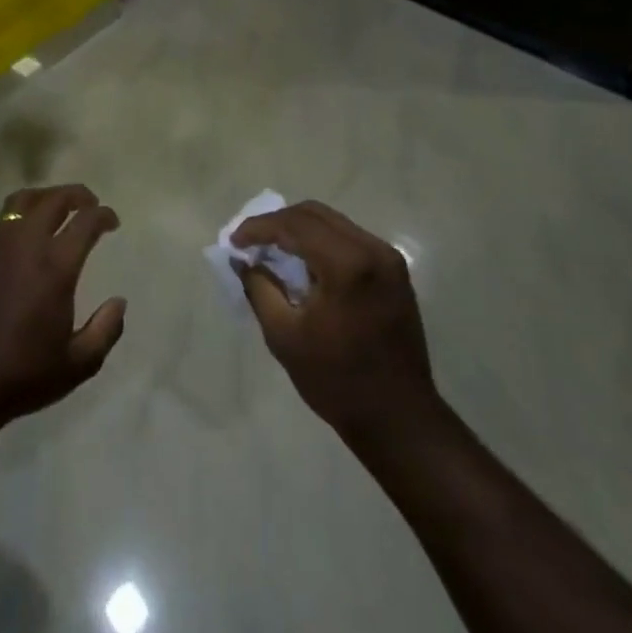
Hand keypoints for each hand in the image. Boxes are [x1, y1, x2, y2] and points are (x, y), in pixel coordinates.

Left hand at [0, 184, 126, 432]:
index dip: (104, 215)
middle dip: (77, 195)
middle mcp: (27, 244)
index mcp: (56, 265)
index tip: (112, 221)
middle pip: (54, 199)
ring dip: (44, 196)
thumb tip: (119, 302)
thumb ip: (106, 330)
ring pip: (22, 200)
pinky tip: (20, 234)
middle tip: (90, 203)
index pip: (86, 222)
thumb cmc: (24, 372)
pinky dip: (15, 218)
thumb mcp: (79, 363)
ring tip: (56, 206)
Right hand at [232, 201, 439, 448]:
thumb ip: (259, 287)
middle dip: (278, 223)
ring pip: (333, 223)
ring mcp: (389, 259)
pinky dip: (321, 243)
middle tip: (250, 242)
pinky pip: (349, 240)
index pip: (295, 225)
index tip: (233, 242)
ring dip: (299, 231)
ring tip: (272, 250)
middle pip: (315, 214)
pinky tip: (303, 263)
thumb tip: (243, 260)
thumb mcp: (284, 335)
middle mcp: (373, 250)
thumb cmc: (336, 380)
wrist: (398, 418)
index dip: (259, 227)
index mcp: (348, 264)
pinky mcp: (394, 272)